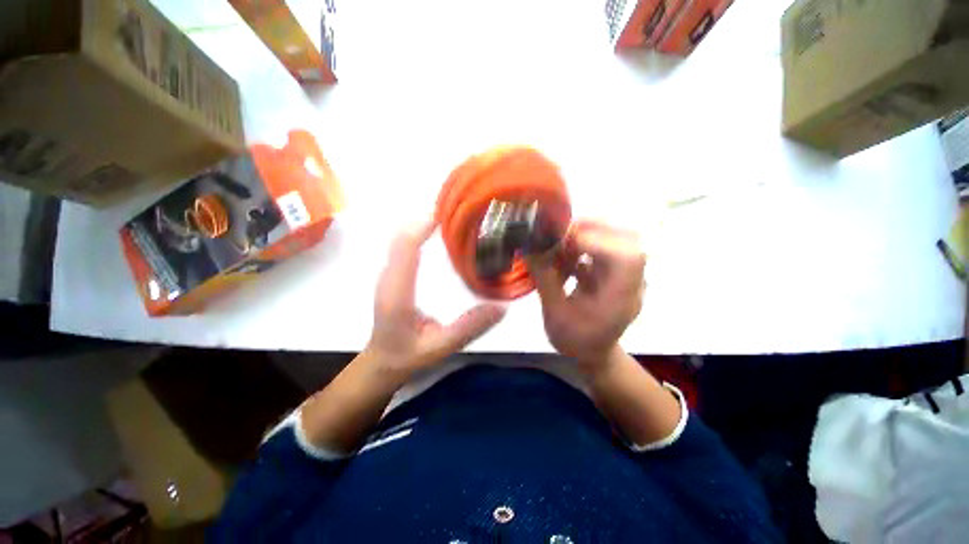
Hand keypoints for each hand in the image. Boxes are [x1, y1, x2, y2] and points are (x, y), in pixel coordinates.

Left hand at [365, 219, 506, 378]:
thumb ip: (469, 328)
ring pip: (401, 238)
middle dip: (426, 219)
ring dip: (422, 224)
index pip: (405, 249)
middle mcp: (389, 278)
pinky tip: (437, 233)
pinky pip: (403, 246)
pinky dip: (418, 233)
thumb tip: (501, 308)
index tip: (447, 214)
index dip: (422, 227)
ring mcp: (388, 274)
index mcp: (398, 293)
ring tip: (451, 218)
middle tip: (457, 211)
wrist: (381, 362)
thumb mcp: (441, 347)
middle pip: (401, 237)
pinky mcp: (392, 274)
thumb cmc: (407, 356)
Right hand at [527, 220, 645, 372]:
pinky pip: (607, 246)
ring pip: (619, 238)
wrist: (593, 353)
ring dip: (589, 233)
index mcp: (620, 299)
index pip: (625, 258)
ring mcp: (626, 275)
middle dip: (593, 229)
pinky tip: (566, 251)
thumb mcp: (554, 313)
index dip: (596, 240)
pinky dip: (587, 242)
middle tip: (561, 231)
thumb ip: (544, 279)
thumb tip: (529, 247)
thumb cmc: (574, 340)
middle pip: (628, 240)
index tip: (563, 238)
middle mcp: (631, 282)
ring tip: (561, 239)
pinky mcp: (616, 272)